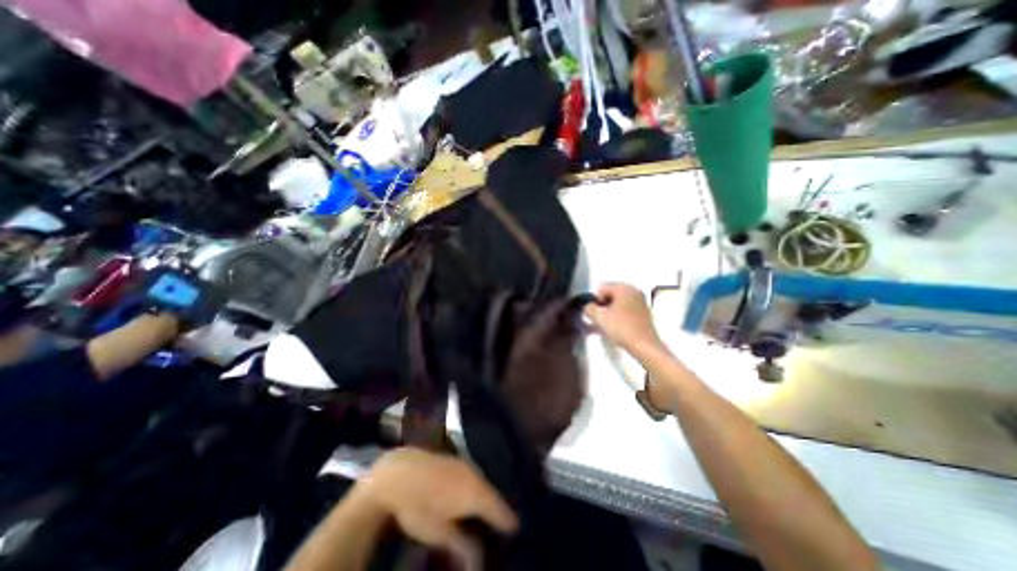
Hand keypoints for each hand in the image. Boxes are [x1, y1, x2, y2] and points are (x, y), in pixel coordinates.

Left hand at [354, 449, 517, 568]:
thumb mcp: (440, 534)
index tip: (516, 531)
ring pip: (483, 483)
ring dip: (486, 496)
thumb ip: (463, 546)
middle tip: (501, 524)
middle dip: (497, 509)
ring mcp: (466, 464)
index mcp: (476, 493)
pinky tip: (469, 494)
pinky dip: (475, 487)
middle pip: (493, 495)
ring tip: (487, 511)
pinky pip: (473, 475)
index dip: (508, 522)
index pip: (501, 509)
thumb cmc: (420, 506)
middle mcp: (476, 475)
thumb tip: (479, 562)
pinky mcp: (456, 459)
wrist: (400, 472)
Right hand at [585, 280, 663, 353]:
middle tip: (601, 319)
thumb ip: (589, 308)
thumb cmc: (621, 328)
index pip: (601, 289)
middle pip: (611, 294)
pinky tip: (619, 326)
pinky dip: (620, 314)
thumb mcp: (599, 318)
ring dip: (611, 310)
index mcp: (623, 288)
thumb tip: (588, 306)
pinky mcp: (645, 311)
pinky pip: (627, 308)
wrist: (644, 345)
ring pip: (619, 302)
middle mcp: (633, 290)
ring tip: (609, 324)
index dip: (596, 301)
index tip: (597, 314)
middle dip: (603, 305)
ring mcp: (641, 300)